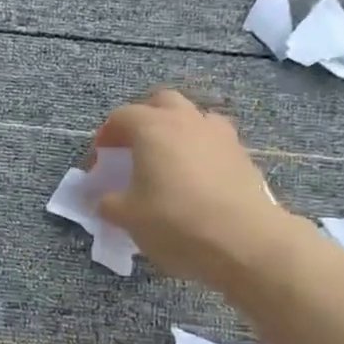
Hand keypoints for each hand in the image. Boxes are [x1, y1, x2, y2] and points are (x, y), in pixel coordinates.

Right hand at [91, 89, 303, 286]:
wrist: (243, 240)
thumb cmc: (175, 222)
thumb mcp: (128, 217)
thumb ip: (109, 203)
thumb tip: (105, 199)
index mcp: (152, 128)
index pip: (121, 117)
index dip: (105, 137)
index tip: (100, 162)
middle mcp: (187, 120)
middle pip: (161, 103)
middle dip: (144, 120)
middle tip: (133, 149)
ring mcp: (219, 134)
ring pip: (193, 117)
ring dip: (176, 131)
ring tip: (167, 161)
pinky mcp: (242, 155)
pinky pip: (213, 141)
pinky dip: (199, 151)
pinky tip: (195, 179)